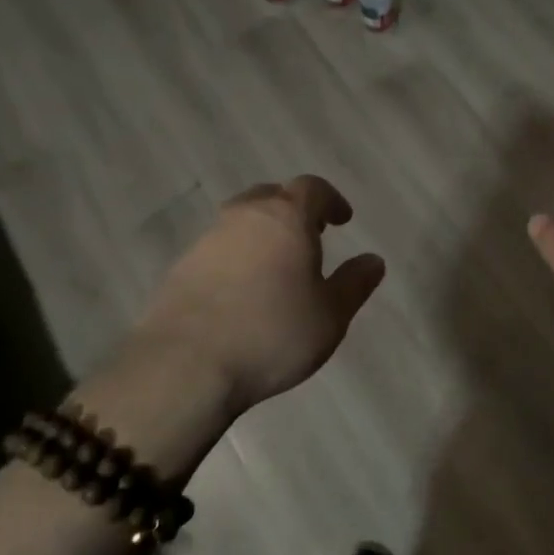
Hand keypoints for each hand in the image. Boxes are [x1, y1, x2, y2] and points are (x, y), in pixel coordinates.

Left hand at [132, 176, 385, 415]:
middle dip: (293, 209)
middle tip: (309, 235)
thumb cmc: (272, 334)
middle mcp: (244, 217)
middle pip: (271, 196)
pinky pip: (217, 249)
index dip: (331, 200)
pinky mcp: (180, 268)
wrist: (184, 366)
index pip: (312, 188)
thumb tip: (374, 260)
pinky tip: (242, 290)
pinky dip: (236, 258)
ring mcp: (206, 240)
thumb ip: (354, 283)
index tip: (342, 219)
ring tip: (276, 265)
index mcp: (286, 217)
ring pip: (240, 221)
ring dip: (262, 233)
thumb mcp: (330, 315)